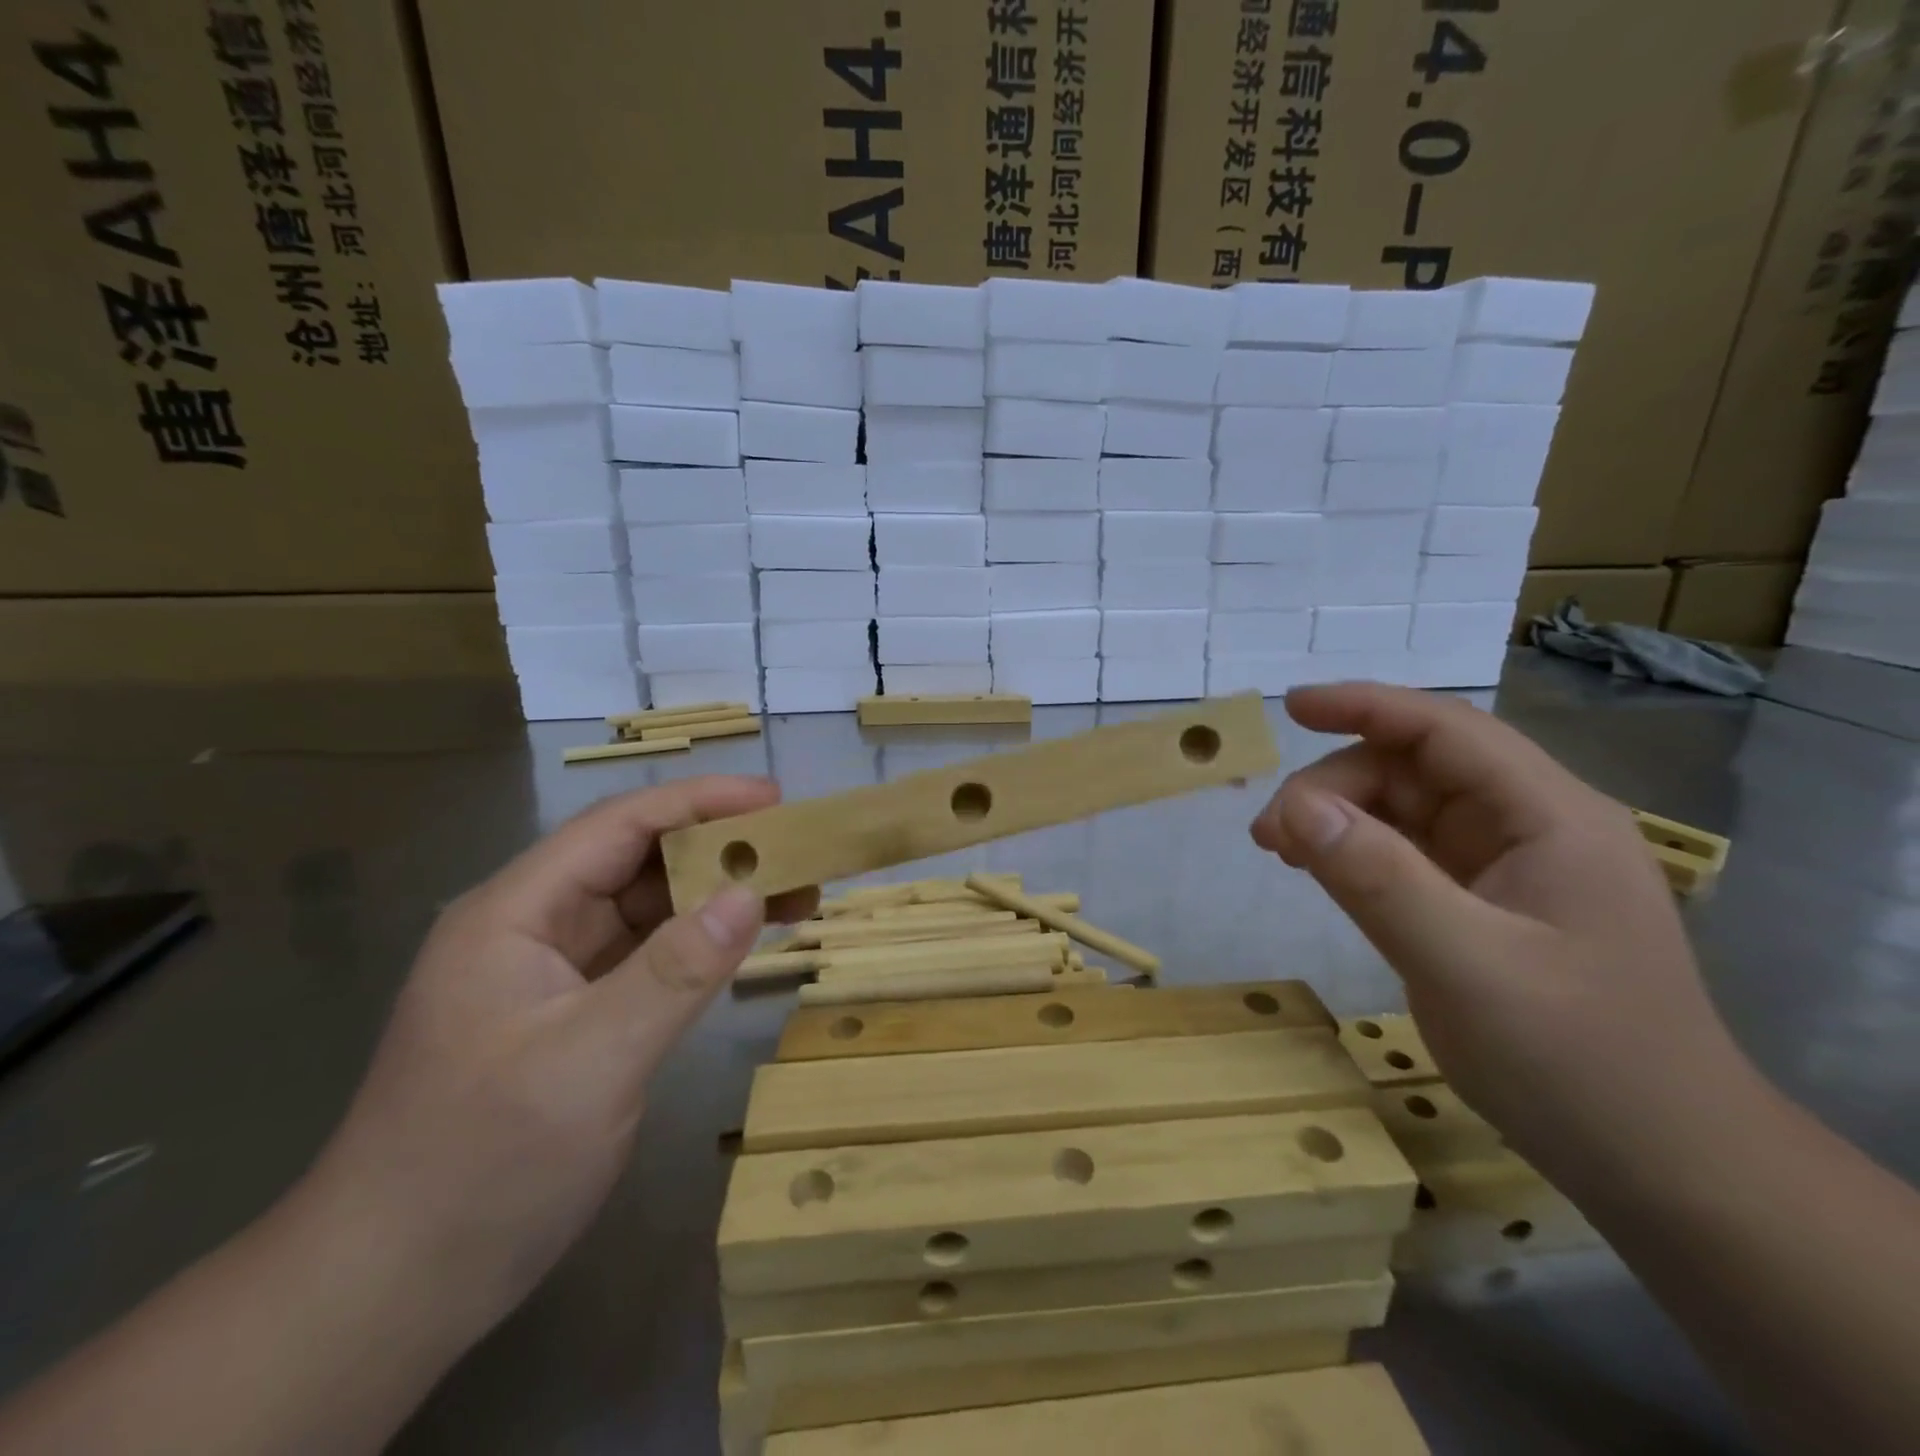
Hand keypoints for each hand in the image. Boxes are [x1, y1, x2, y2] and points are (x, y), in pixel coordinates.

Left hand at [306, 775, 815, 1337]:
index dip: (700, 801)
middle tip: (798, 851)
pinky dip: (700, 942)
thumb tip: (750, 894)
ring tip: (794, 894)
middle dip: (719, 849)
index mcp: (517, 913)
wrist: (391, 1292)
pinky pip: (648, 955)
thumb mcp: (591, 1062)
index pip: (619, 826)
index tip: (775, 799)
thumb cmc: (481, 1165)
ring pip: (648, 908)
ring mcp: (554, 973)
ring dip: (716, 896)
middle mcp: (534, 927)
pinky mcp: (576, 1014)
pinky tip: (744, 943)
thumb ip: (675, 972)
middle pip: (638, 860)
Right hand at [1249, 683, 1747, 1183]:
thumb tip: (1293, 805)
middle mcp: (1529, 827)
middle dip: (1335, 787)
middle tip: (1270, 836)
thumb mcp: (1466, 965)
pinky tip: (1319, 870)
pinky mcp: (1483, 906)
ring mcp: (1507, 868)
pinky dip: (1354, 854)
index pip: (1447, 730)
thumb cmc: (1580, 1062)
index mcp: (1549, 817)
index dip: (1367, 706)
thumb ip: (1376, 879)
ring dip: (1338, 819)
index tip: (1291, 708)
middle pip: (1414, 770)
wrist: (1663, 1166)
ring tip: (1282, 853)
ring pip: (1404, 811)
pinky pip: (1406, 855)